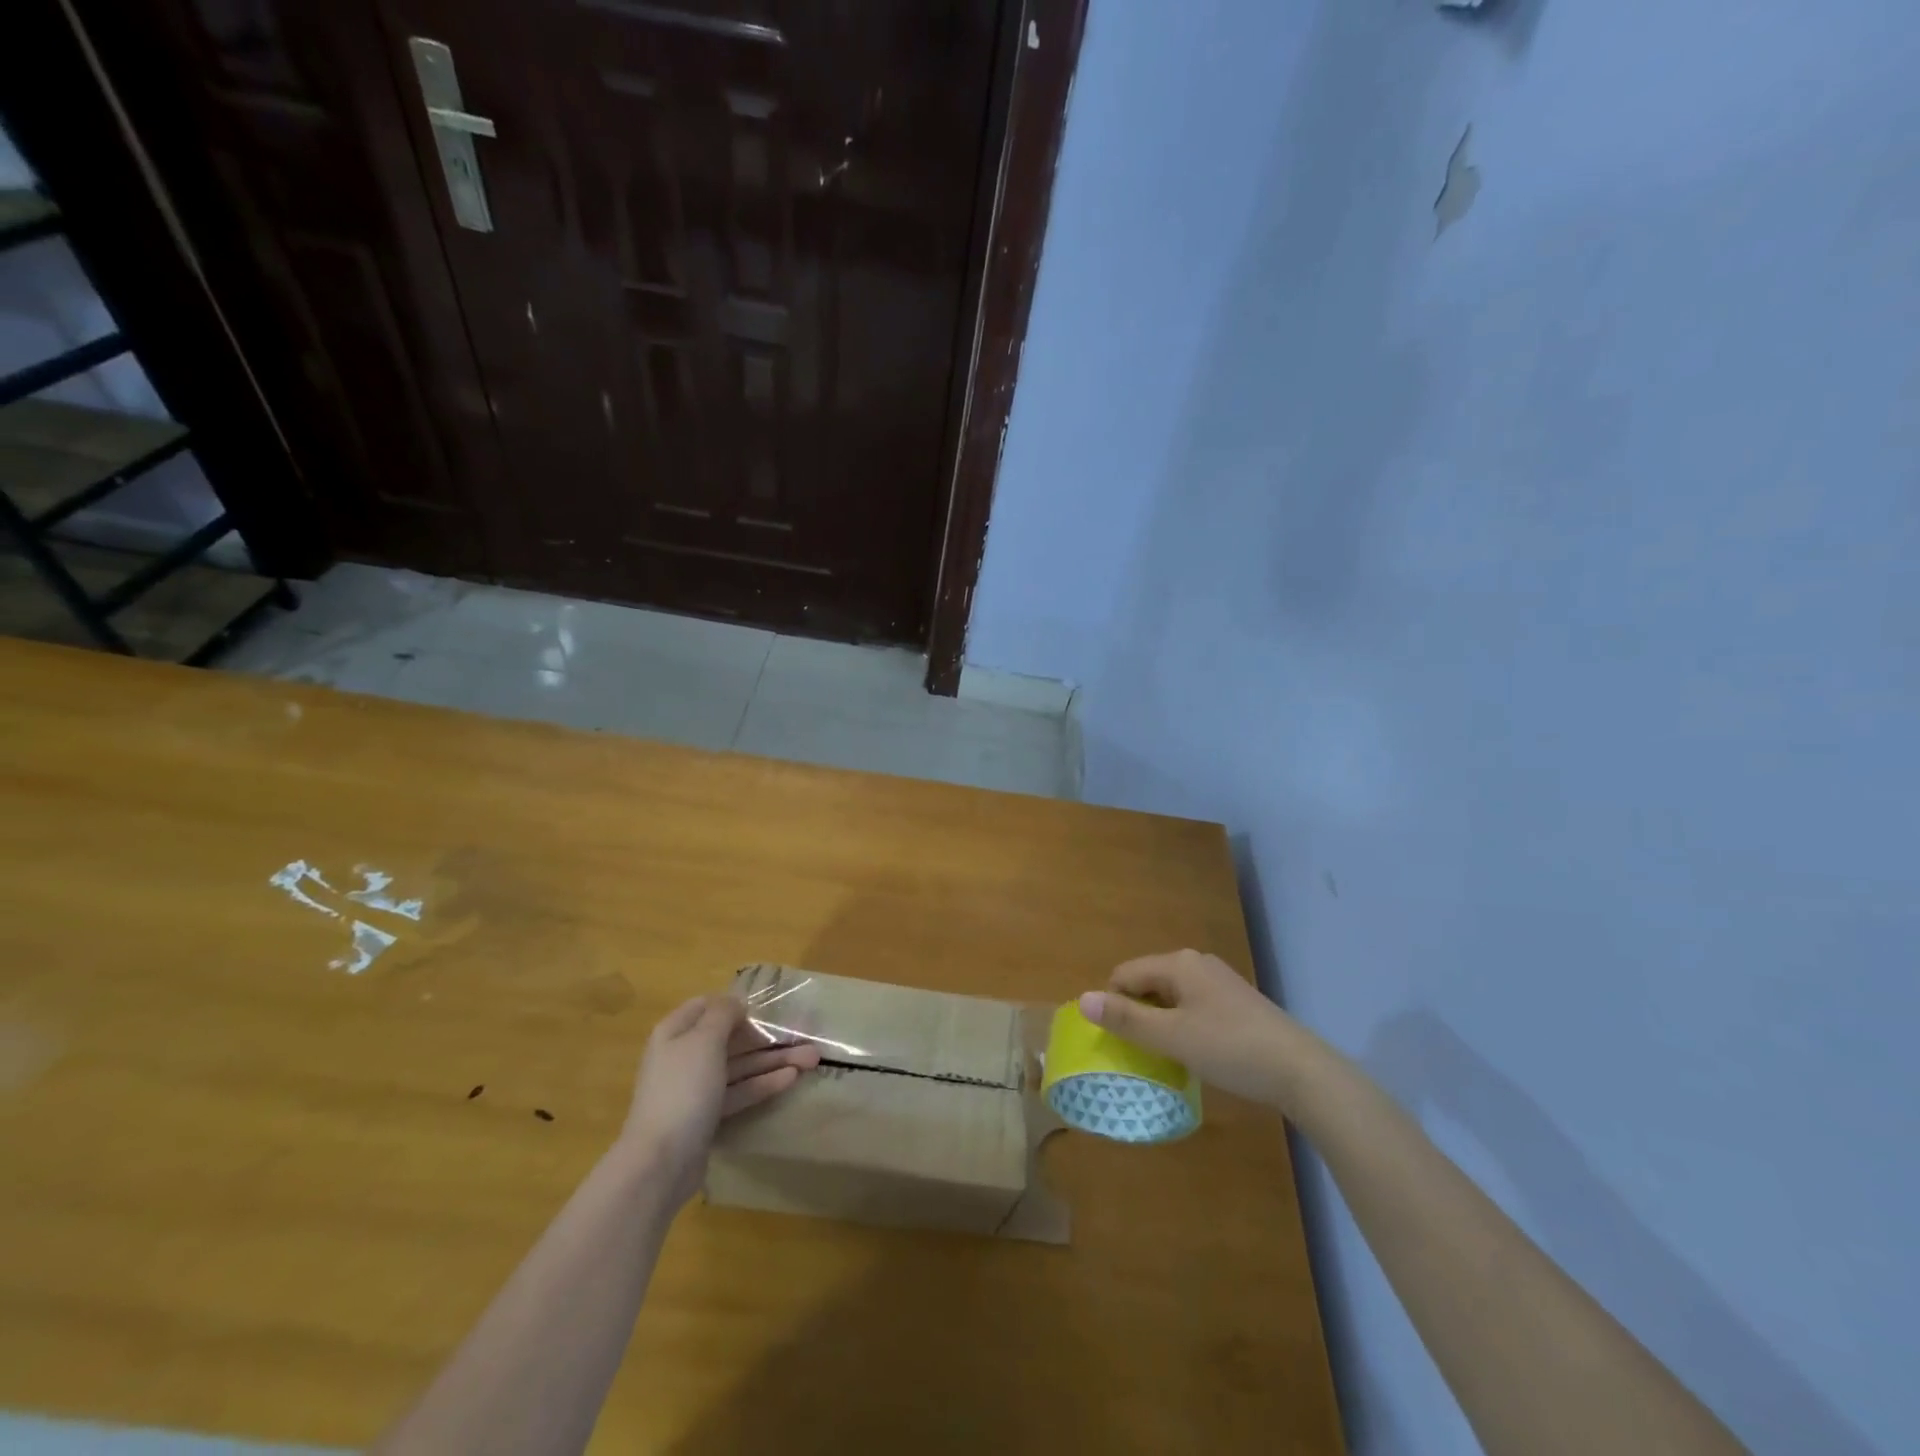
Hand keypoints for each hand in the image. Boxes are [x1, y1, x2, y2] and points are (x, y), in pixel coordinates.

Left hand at [620, 995, 819, 1204]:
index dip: (736, 1004)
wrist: (660, 1162)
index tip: (767, 1008)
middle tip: (804, 1035)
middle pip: (731, 1038)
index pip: (707, 1006)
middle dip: (767, 1036)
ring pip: (739, 1065)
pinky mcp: (707, 1115)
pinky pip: (739, 1091)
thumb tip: (736, 1003)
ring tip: (812, 1059)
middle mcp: (684, 1056)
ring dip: (773, 1060)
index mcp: (676, 1032)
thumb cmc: (683, 1089)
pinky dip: (763, 1084)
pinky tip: (792, 1079)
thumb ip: (723, 1015)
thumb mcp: (704, 1041)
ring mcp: (695, 1087)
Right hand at [1078, 950, 1304, 1109]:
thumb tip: (1082, 1000)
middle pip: (1147, 983)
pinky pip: (1192, 1007)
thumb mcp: (1172, 1037)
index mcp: (1178, 963)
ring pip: (1170, 997)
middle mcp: (1196, 963)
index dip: (1114, 1007)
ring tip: (1166, 1057)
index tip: (1120, 1043)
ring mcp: (1219, 982)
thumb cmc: (1230, 1049)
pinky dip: (1183, 1026)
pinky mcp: (1235, 1002)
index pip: (1124, 975)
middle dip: (1137, 1015)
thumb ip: (1126, 1019)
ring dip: (1160, 1023)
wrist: (1301, 1071)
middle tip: (1141, 1053)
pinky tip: (1195, 1054)